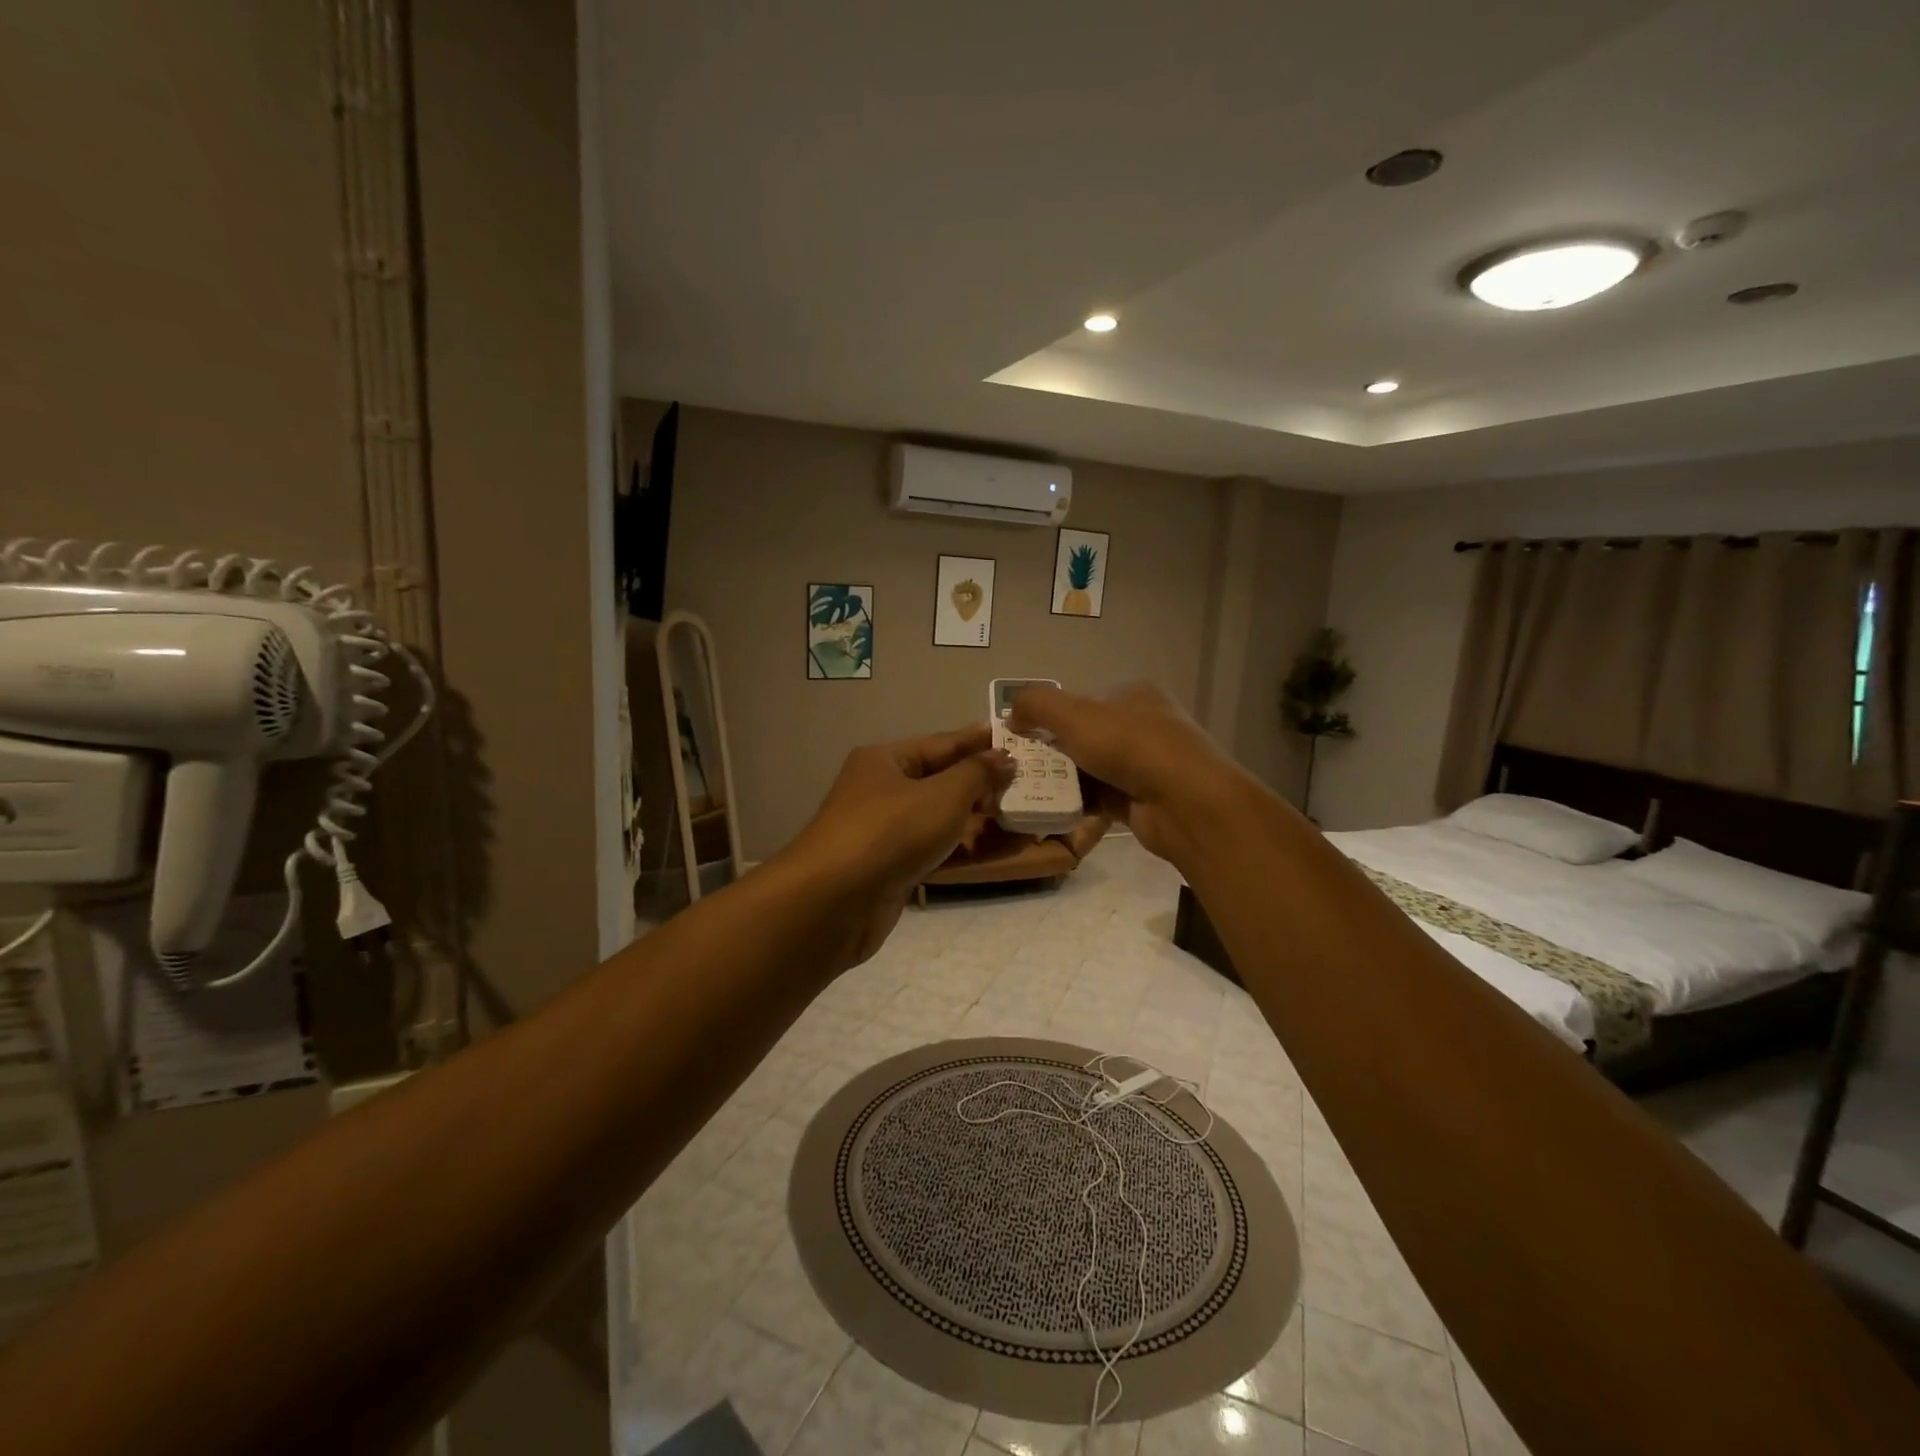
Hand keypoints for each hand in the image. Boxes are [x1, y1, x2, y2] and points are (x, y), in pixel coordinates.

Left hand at [780, 724, 1013, 966]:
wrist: (834, 902)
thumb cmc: (890, 831)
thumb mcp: (942, 795)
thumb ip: (977, 774)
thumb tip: (1003, 756)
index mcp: (885, 760)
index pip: (942, 744)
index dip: (980, 742)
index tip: (1019, 741)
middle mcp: (882, 790)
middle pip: (941, 781)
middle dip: (984, 784)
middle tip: (1031, 783)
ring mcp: (886, 832)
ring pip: (940, 818)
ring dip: (980, 819)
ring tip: (1025, 816)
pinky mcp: (892, 868)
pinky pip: (936, 850)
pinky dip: (966, 848)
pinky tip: (1001, 849)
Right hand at [1008, 682, 1246, 866]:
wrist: (1185, 803)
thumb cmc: (1131, 746)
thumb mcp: (1075, 714)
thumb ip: (1037, 704)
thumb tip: (1011, 713)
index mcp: (1134, 695)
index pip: (1084, 701)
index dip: (1052, 716)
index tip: (1024, 736)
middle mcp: (1144, 726)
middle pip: (1087, 736)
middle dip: (1055, 752)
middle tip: (1024, 767)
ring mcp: (1147, 765)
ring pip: (1093, 769)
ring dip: (1066, 780)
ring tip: (1032, 791)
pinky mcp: (1144, 799)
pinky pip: (1102, 798)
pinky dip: (1081, 803)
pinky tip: (1055, 810)